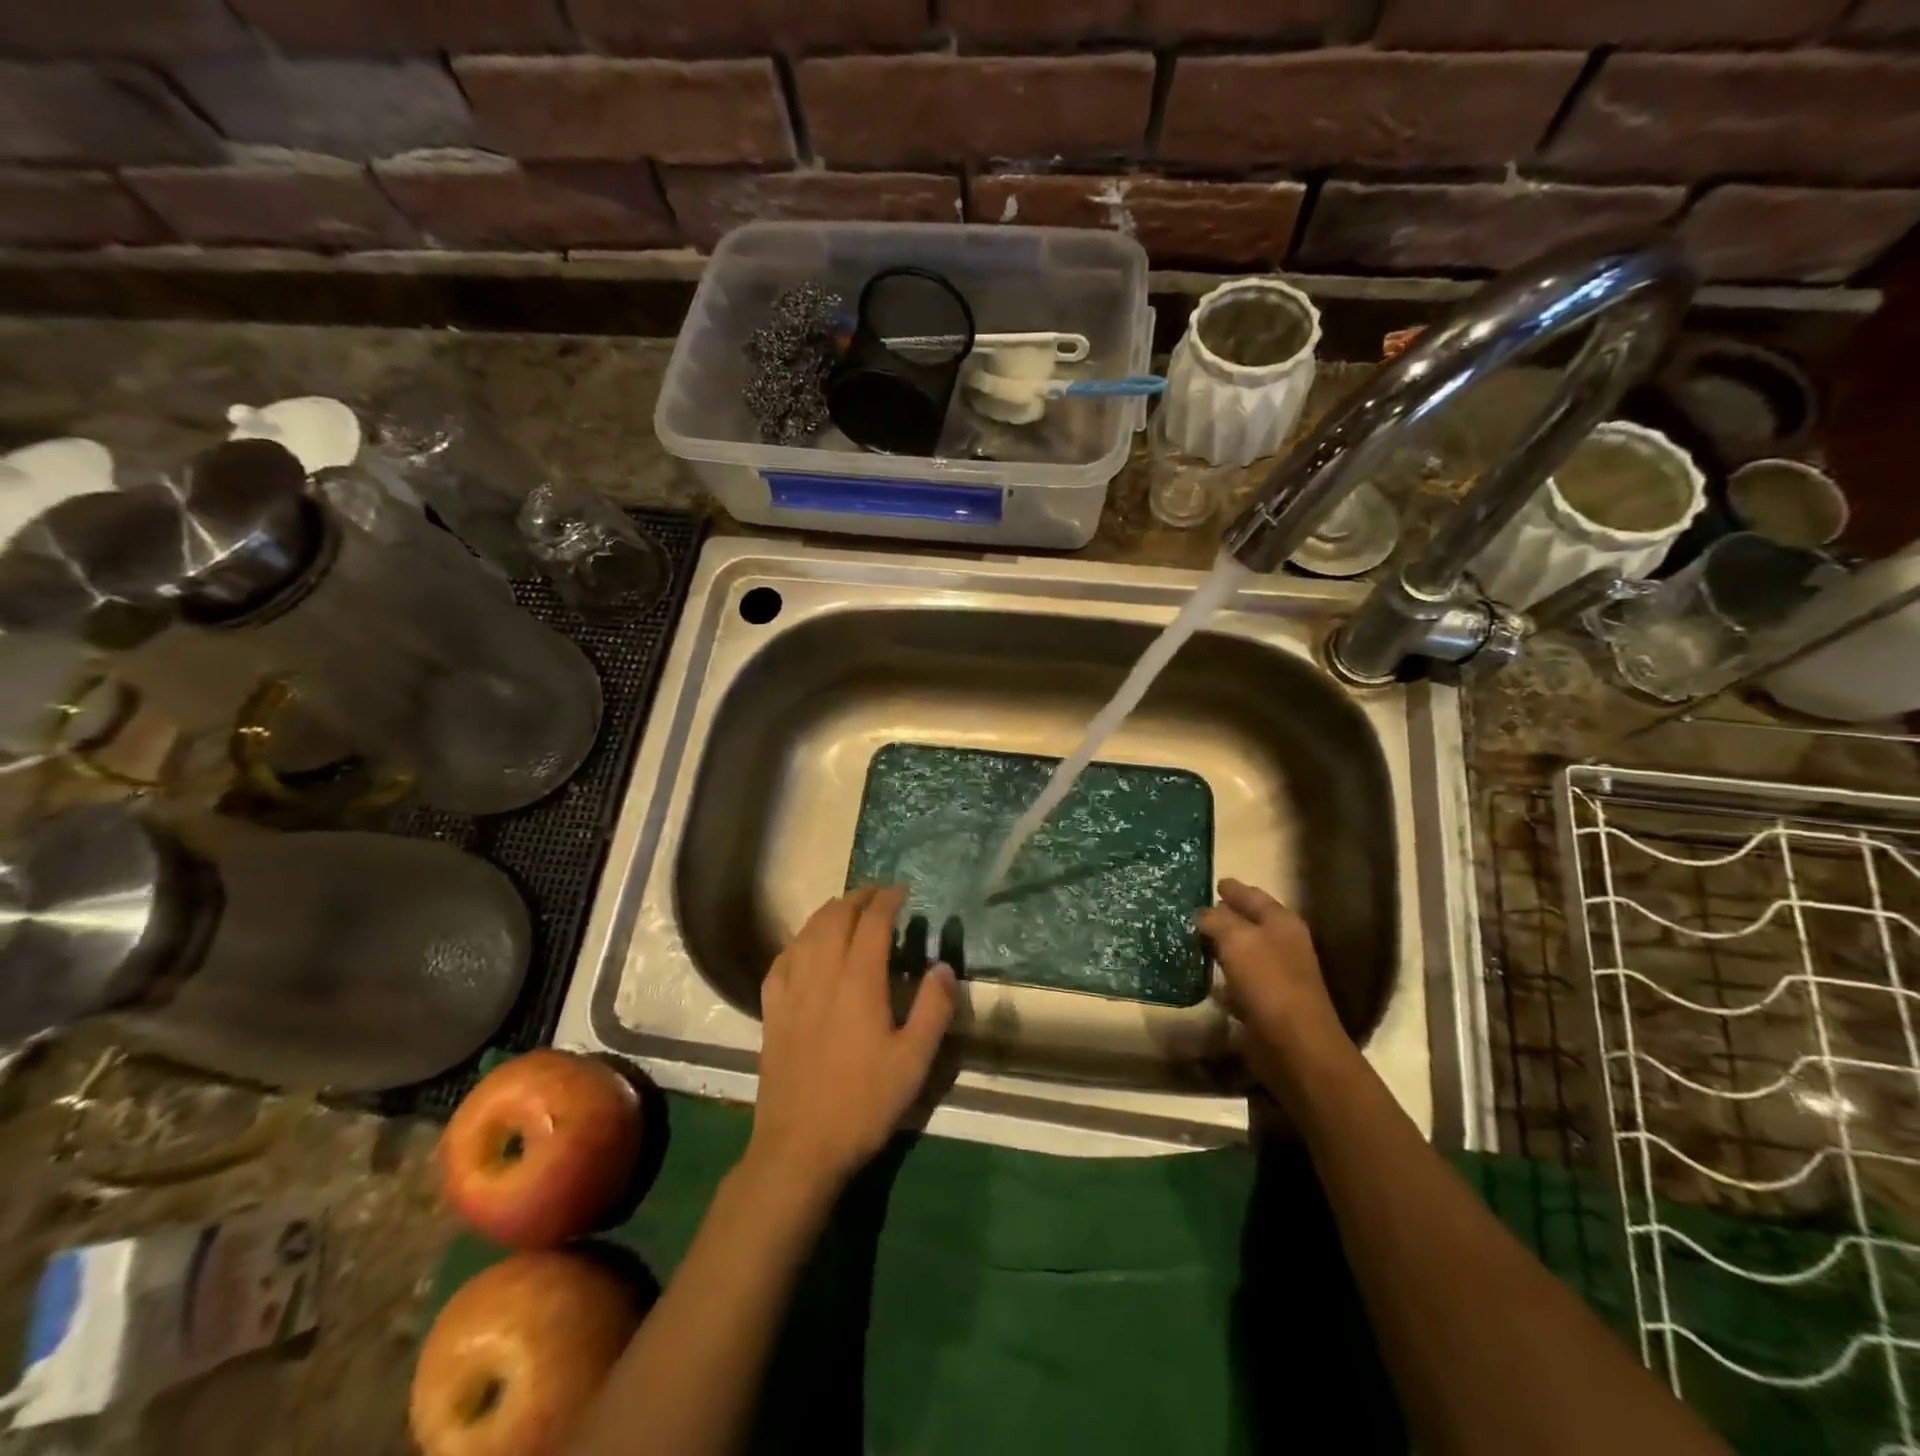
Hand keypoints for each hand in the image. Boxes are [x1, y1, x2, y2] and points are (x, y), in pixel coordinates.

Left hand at [748, 886, 956, 1199]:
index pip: (873, 923)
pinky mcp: (771, 1012)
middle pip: (836, 918)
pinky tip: (803, 947)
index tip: (901, 890)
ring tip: (845, 909)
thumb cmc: (863, 1102)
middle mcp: (822, 974)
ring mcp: (791, 992)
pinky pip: (781, 961)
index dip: (887, 900)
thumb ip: (933, 1009)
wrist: (799, 1146)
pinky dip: (797, 942)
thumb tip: (942, 966)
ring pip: (806, 933)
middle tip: (877, 894)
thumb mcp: (914, 1061)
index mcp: (859, 981)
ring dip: (828, 913)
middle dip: (857, 898)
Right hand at [1198, 879, 1351, 1095]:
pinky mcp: (1266, 1005)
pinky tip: (1204, 979)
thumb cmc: (1269, 983)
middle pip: (1250, 924)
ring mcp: (1276, 977)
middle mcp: (1283, 946)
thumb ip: (1218, 921)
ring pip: (1243, 953)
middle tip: (1193, 911)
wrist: (1295, 1047)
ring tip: (1193, 941)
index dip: (1234, 889)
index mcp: (1282, 924)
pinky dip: (1223, 979)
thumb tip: (1202, 913)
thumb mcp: (1238, 940)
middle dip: (1225, 917)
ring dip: (1221, 947)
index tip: (1214, 882)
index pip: (1254, 896)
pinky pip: (1239, 983)